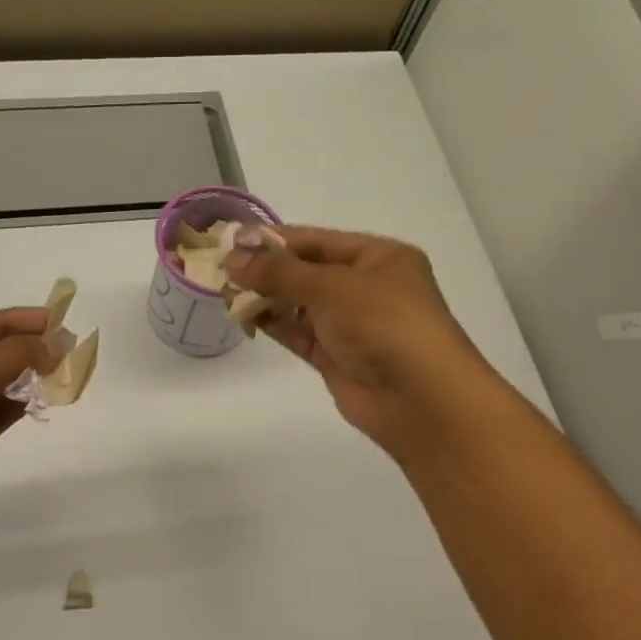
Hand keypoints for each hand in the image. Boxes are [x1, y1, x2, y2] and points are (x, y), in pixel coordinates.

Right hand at [225, 226, 499, 460]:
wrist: (419, 399)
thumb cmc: (384, 325)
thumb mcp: (332, 287)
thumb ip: (279, 272)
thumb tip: (232, 258)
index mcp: (378, 258)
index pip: (317, 241)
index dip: (274, 240)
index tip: (231, 241)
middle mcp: (366, 287)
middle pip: (306, 271)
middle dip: (266, 269)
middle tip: (220, 268)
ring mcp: (351, 324)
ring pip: (299, 304)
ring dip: (265, 297)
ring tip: (224, 292)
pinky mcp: (336, 356)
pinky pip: (298, 332)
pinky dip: (273, 323)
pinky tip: (243, 315)